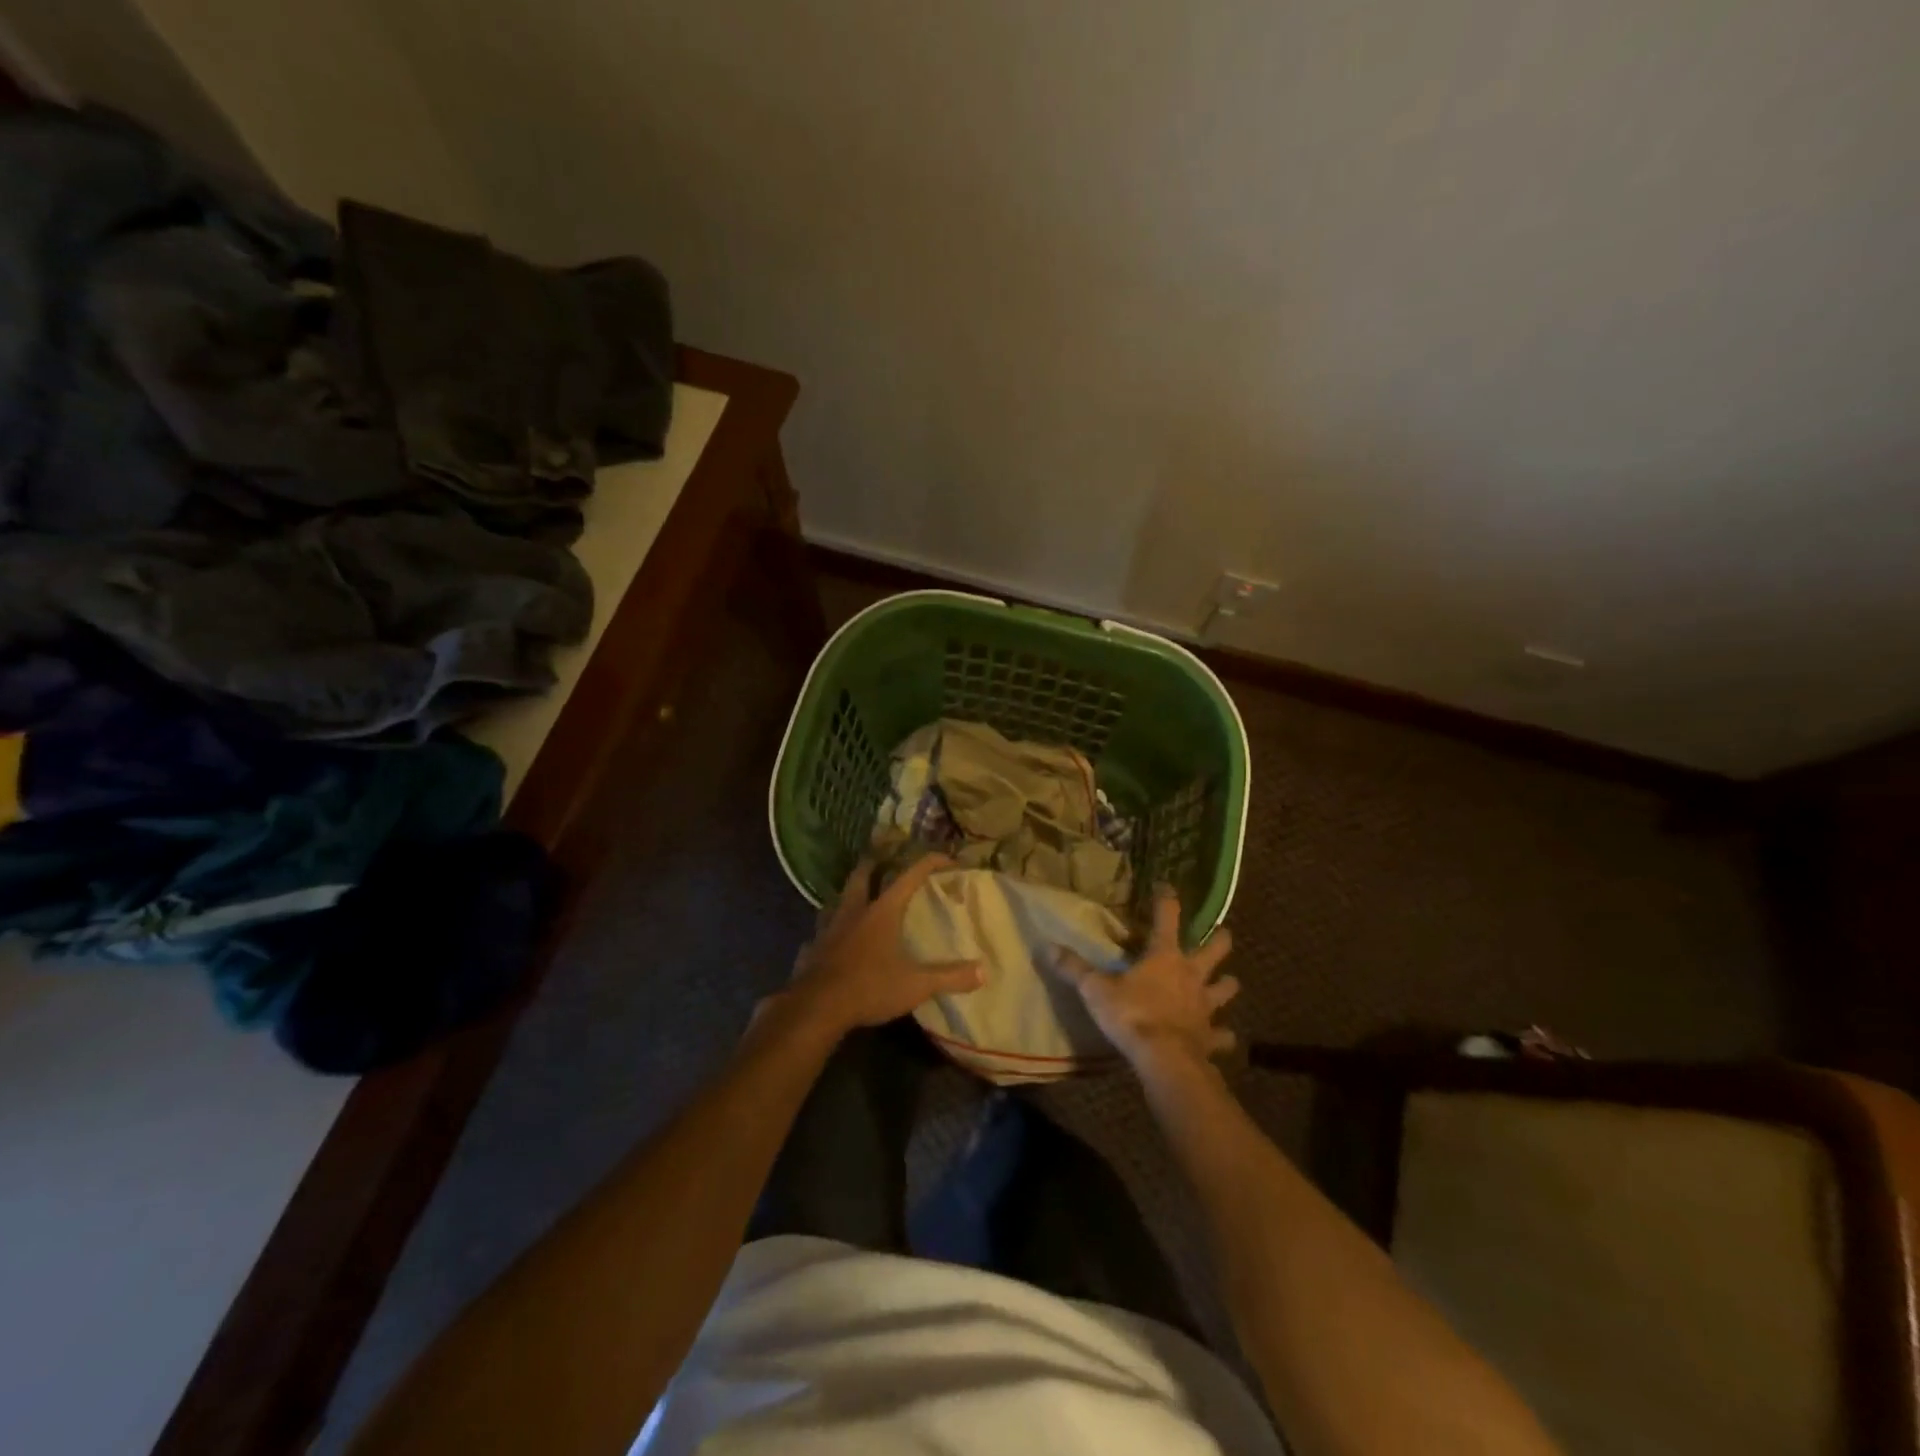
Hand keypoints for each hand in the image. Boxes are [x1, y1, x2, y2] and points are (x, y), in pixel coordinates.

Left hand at [777, 856, 983, 1039]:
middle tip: (882, 861)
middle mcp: (854, 911)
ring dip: (848, 895)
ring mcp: (829, 928)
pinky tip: (834, 939)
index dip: (929, 863)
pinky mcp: (812, 948)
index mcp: (881, 911)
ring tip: (858, 899)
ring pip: (837, 900)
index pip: (909, 876)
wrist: (816, 1008)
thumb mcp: (916, 985)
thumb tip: (983, 971)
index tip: (947, 859)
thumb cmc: (869, 987)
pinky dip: (830, 929)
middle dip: (873, 865)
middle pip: (861, 876)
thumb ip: (949, 976)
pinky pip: (822, 930)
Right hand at [1050, 886, 1238, 1080]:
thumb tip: (1047, 946)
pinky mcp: (1210, 1036)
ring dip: (1227, 985)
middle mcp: (1191, 974)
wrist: (1164, 1059)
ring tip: (1229, 982)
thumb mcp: (1095, 989)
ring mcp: (1205, 1006)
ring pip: (1225, 988)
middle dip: (1220, 940)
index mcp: (1164, 956)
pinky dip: (1223, 1035)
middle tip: (1224, 933)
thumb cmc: (1131, 1015)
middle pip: (1213, 950)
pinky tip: (1224, 1038)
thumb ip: (1074, 968)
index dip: (1167, 900)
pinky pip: (1222, 1035)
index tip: (1167, 887)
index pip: (1167, 917)